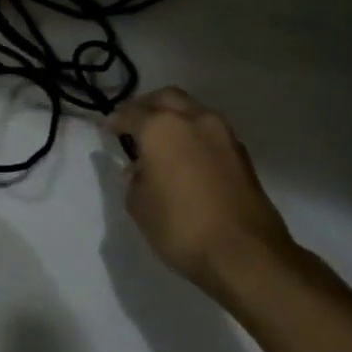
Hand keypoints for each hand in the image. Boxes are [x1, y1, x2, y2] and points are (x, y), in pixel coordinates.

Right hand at [108, 88, 299, 302]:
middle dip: (146, 106)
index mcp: (162, 127)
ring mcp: (223, 135)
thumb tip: (140, 170)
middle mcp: (194, 120)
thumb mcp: (138, 205)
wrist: (245, 253)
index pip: (130, 113)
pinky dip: (192, 136)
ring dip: (173, 118)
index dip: (114, 121)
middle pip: (166, 98)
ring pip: (192, 111)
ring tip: (159, 143)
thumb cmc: (180, 226)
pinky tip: (183, 159)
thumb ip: (134, 179)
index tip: (106, 129)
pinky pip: (208, 132)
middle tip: (132, 124)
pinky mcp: (241, 154)